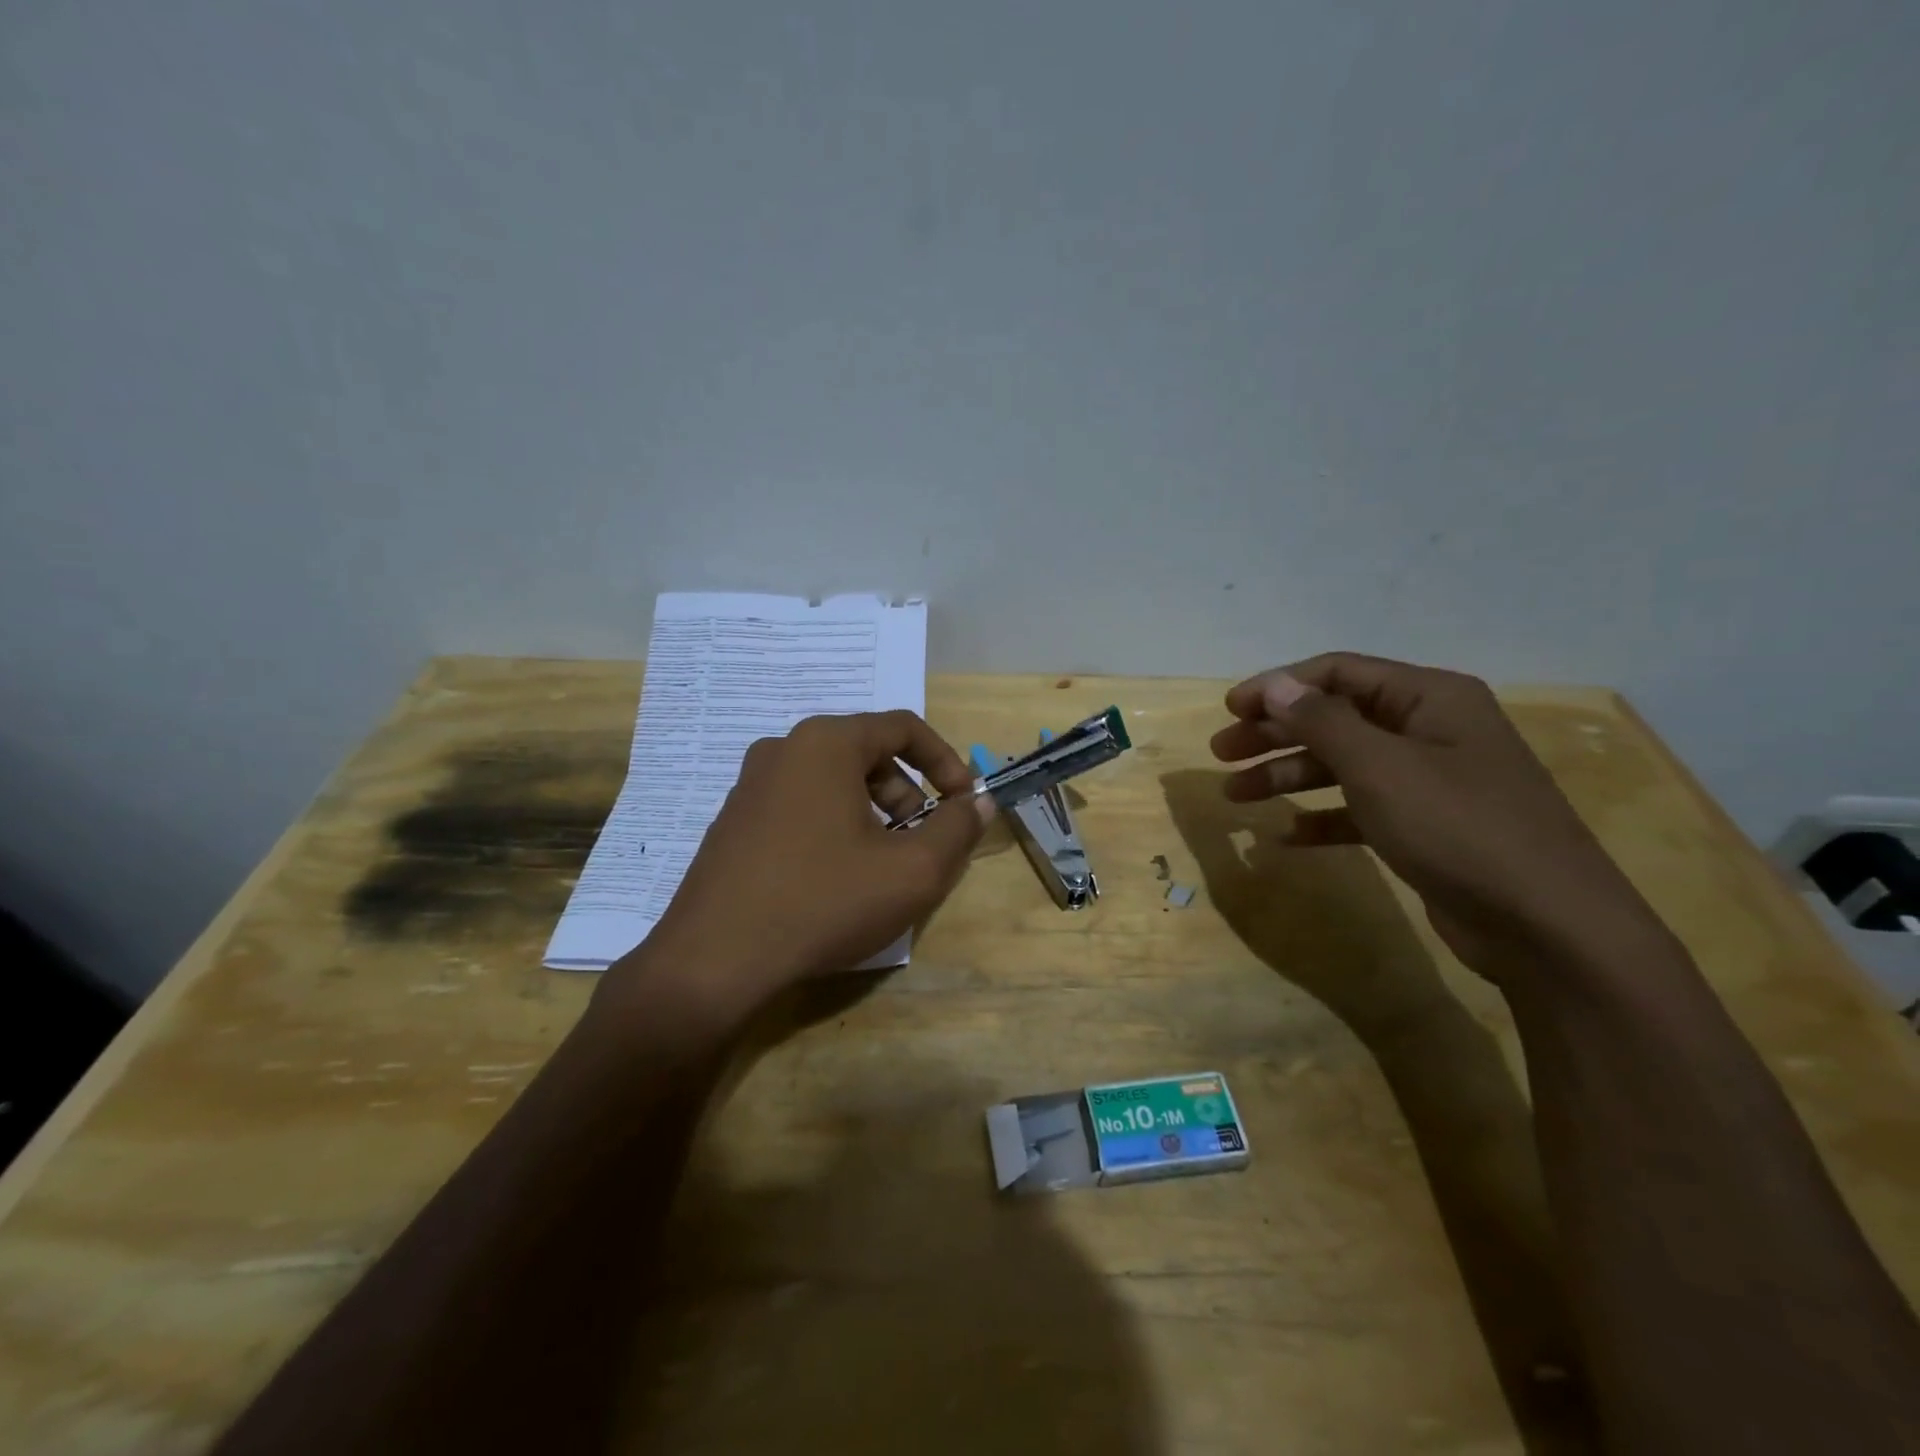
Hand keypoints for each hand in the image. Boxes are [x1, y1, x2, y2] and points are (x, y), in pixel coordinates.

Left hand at [599, 711, 990, 1020]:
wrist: (712, 962)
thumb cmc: (823, 903)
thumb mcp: (912, 872)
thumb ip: (957, 829)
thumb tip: (978, 803)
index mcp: (826, 743)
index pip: (903, 727)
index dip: (946, 761)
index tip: (963, 803)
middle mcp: (783, 749)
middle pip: (867, 753)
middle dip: (908, 793)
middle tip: (921, 842)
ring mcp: (750, 785)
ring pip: (833, 782)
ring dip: (872, 813)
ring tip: (880, 866)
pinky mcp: (733, 821)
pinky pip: (800, 806)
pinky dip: (833, 827)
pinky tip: (833, 880)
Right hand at [1210, 652, 1664, 982]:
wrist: (1548, 926)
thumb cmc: (1458, 827)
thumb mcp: (1380, 767)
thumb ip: (1322, 721)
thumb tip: (1275, 684)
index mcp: (1429, 698)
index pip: (1338, 673)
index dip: (1278, 687)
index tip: (1229, 709)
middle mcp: (1430, 730)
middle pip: (1334, 719)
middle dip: (1275, 734)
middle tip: (1222, 754)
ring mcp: (1430, 781)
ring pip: (1342, 765)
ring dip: (1288, 776)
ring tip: (1236, 797)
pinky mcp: (1426, 827)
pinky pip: (1360, 809)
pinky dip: (1323, 818)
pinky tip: (1287, 837)